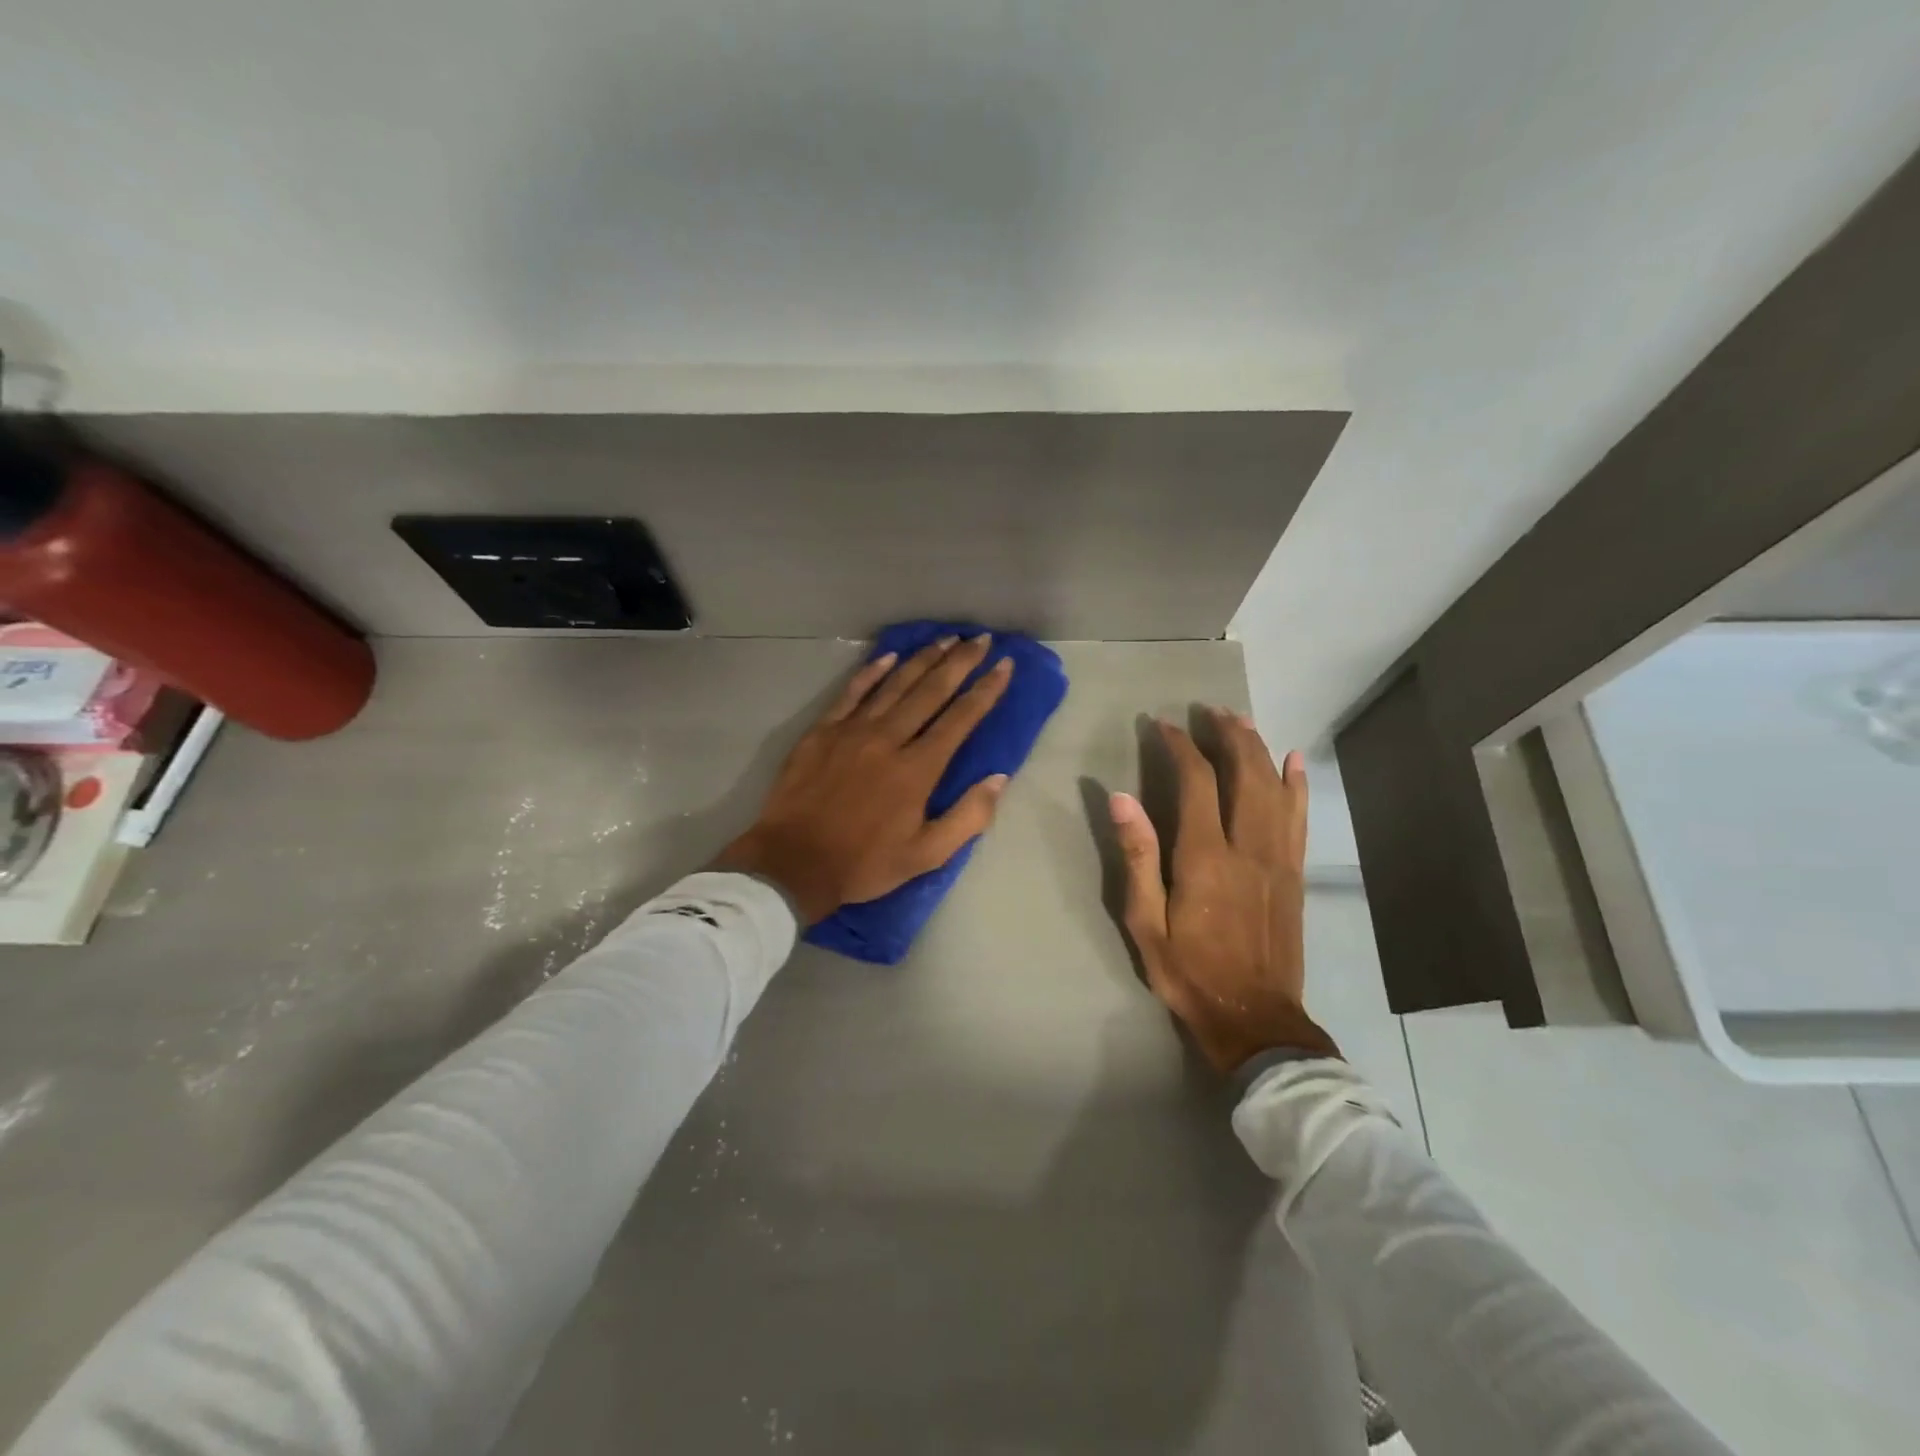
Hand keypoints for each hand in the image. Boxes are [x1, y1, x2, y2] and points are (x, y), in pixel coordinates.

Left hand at [717, 635, 1014, 923]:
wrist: (793, 863)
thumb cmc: (864, 863)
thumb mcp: (927, 855)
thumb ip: (968, 817)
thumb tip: (999, 778)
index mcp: (918, 769)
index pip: (961, 719)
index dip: (986, 690)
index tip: (1004, 665)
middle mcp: (889, 739)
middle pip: (931, 691)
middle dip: (960, 662)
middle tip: (981, 639)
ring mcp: (852, 730)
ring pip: (895, 684)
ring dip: (923, 659)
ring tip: (946, 639)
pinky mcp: (823, 731)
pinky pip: (852, 692)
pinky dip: (872, 671)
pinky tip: (889, 656)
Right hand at [1110, 710, 1337, 1072]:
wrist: (1254, 1019)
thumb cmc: (1188, 972)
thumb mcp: (1146, 922)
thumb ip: (1137, 857)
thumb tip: (1122, 798)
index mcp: (1205, 858)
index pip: (1196, 782)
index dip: (1181, 747)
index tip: (1163, 726)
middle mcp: (1248, 847)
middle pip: (1245, 773)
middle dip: (1227, 735)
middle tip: (1209, 710)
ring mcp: (1279, 859)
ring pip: (1274, 788)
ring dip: (1259, 748)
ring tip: (1242, 721)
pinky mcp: (1294, 874)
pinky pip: (1299, 817)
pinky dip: (1297, 784)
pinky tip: (1294, 761)